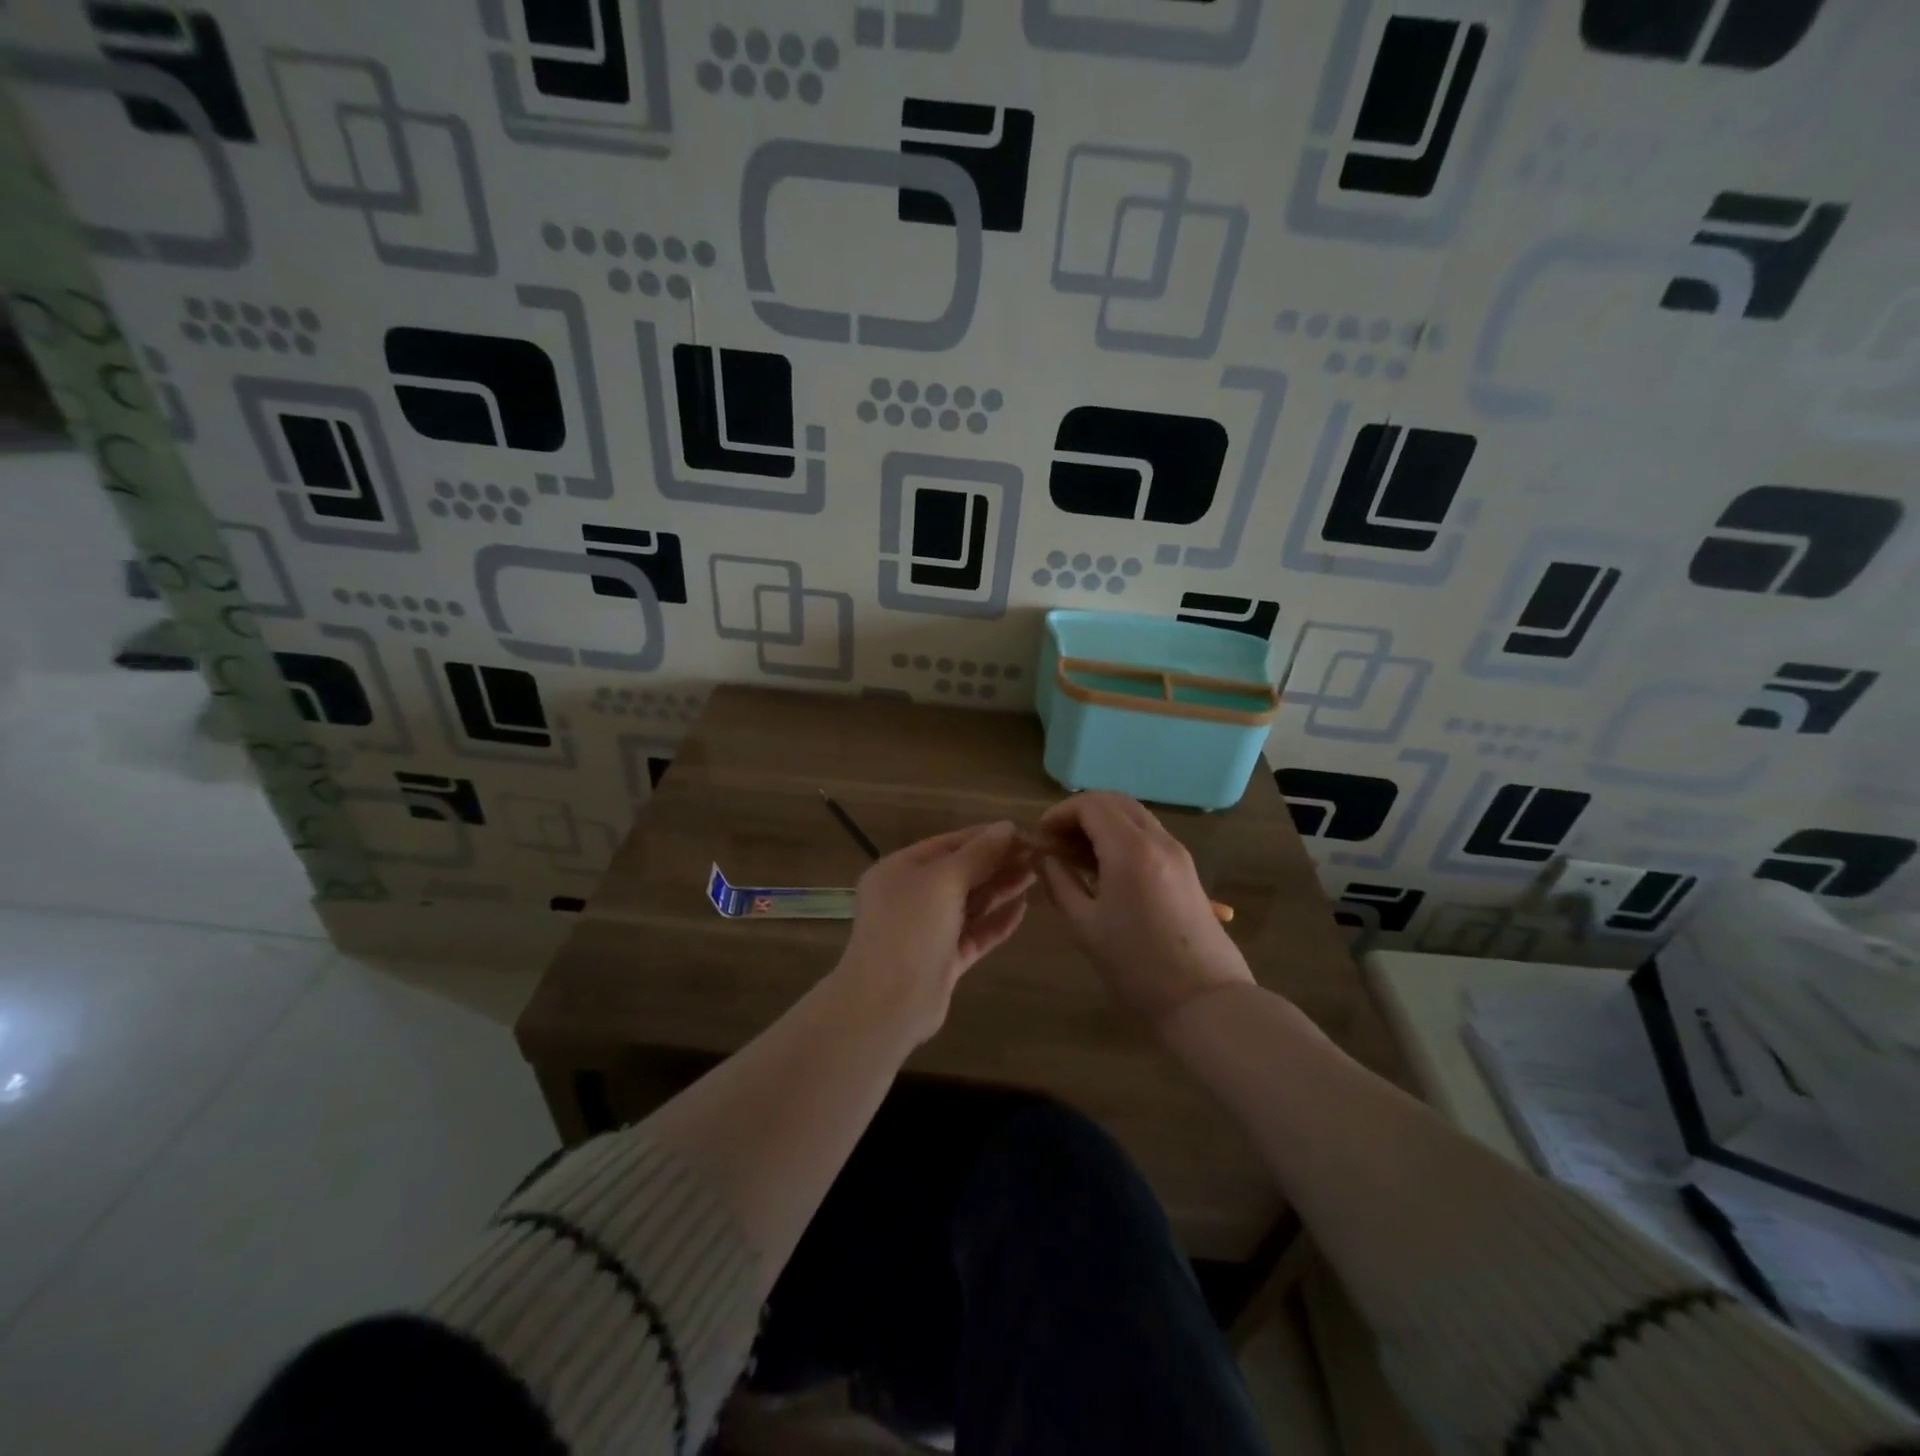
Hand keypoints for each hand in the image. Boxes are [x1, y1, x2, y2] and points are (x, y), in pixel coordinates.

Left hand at [834, 821, 1034, 1045]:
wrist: (888, 1003)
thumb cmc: (911, 928)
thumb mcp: (943, 881)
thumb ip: (978, 854)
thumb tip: (1006, 827)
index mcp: (900, 870)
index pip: (948, 844)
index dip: (984, 837)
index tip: (1021, 832)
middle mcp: (911, 897)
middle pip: (960, 872)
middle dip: (997, 862)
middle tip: (1037, 853)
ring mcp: (927, 930)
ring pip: (969, 903)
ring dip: (1000, 888)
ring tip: (1036, 873)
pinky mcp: (943, 960)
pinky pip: (974, 934)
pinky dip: (997, 921)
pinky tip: (1023, 909)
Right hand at [1037, 791, 1253, 1026]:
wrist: (1205, 1001)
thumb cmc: (1137, 966)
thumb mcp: (1085, 926)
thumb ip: (1059, 883)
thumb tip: (1044, 857)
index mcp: (1130, 849)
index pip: (1090, 804)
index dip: (1060, 813)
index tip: (1041, 837)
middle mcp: (1158, 839)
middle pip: (1115, 801)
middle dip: (1081, 812)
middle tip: (1057, 842)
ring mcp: (1177, 852)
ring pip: (1134, 815)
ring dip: (1103, 823)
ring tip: (1077, 857)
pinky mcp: (1187, 869)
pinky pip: (1148, 834)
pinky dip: (1122, 836)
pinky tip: (1106, 869)